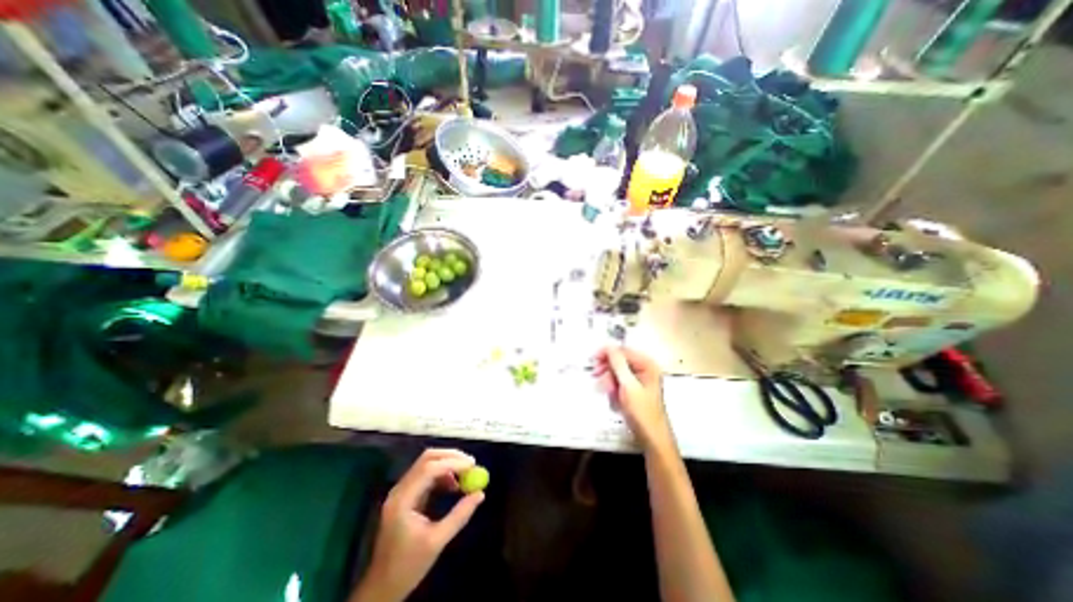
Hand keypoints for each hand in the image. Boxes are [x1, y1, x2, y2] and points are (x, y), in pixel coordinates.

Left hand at [354, 450, 484, 600]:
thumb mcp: (437, 541)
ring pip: (427, 464)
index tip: (473, 464)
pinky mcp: (406, 495)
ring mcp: (402, 491)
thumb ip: (459, 515)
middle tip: (471, 463)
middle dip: (451, 457)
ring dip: (447, 465)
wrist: (382, 587)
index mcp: (403, 500)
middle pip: (427, 459)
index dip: (453, 463)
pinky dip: (442, 474)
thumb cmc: (407, 566)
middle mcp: (400, 489)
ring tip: (465, 476)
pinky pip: (426, 475)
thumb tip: (480, 494)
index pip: (429, 468)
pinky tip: (453, 486)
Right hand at [595, 345, 667, 448]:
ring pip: (617, 373)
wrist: (651, 438)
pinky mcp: (634, 390)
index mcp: (647, 364)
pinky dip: (613, 388)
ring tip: (606, 392)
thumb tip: (608, 345)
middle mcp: (644, 369)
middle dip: (607, 369)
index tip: (593, 359)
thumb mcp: (628, 385)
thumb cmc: (641, 411)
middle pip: (619, 361)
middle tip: (595, 376)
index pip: (623, 351)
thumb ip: (618, 364)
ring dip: (609, 380)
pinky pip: (619, 383)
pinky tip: (613, 398)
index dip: (607, 353)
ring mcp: (639, 380)